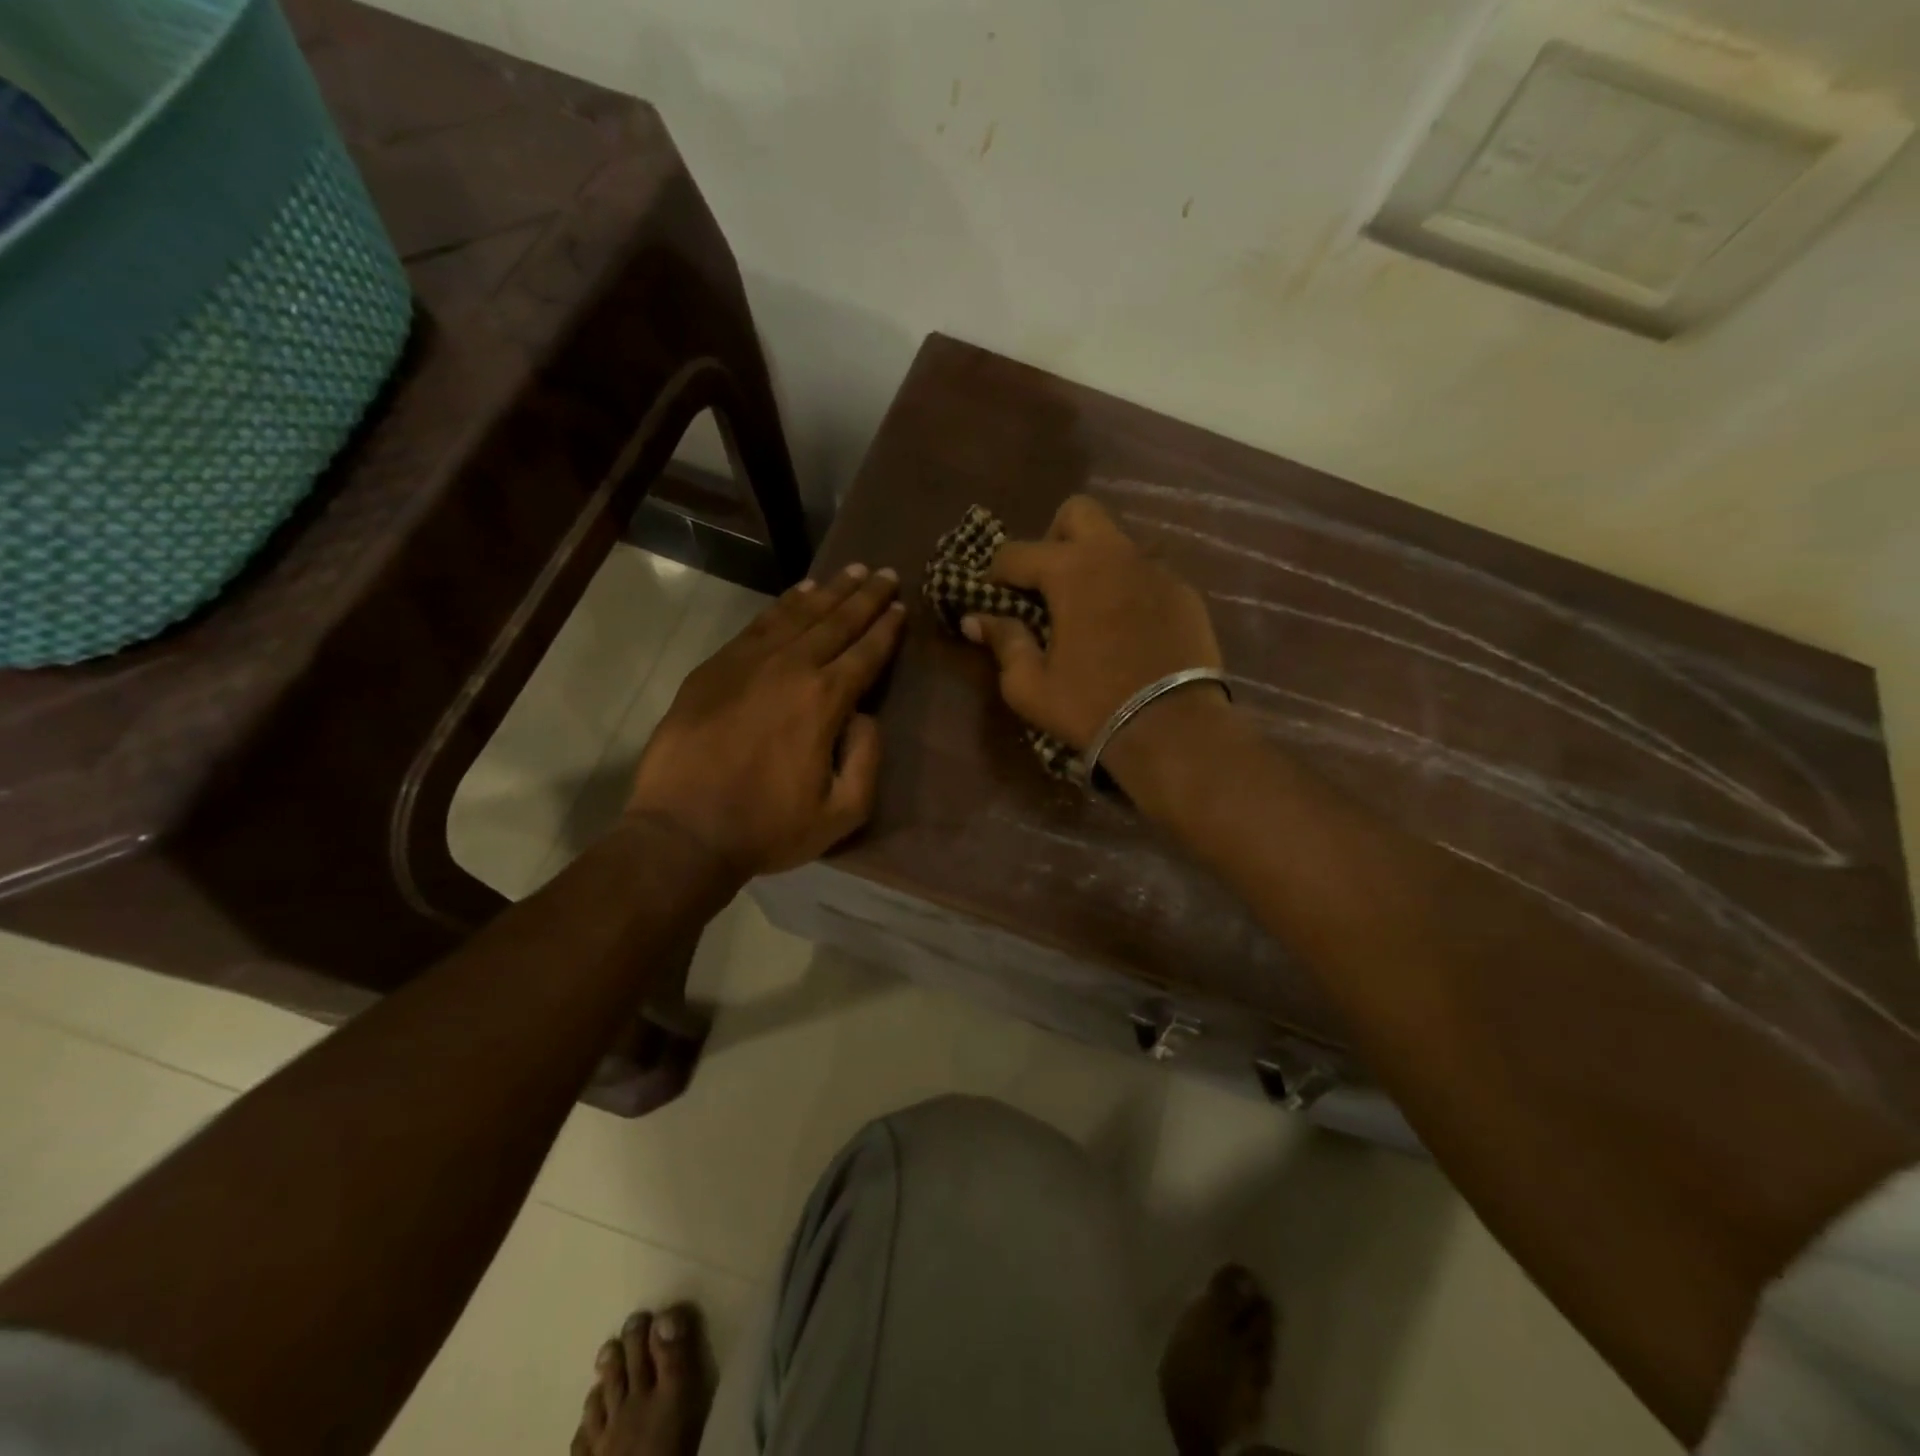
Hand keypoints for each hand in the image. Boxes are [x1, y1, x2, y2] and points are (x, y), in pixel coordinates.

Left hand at [627, 563, 905, 878]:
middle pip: (836, 622)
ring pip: (798, 614)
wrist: (683, 831)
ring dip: (829, 591)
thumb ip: (867, 758)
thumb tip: (865, 715)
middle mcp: (790, 668)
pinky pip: (758, 624)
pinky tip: (800, 592)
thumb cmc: (768, 827)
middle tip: (885, 573)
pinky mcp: (715, 667)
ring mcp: (747, 662)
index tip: (901, 607)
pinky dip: (784, 603)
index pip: (866, 653)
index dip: (887, 629)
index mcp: (824, 700)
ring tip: (850, 571)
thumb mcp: (842, 812)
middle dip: (866, 597)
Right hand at [961, 495, 1226, 754]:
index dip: (995, 574)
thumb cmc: (1091, 706)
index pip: (1017, 552)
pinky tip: (1127, 627)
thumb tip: (975, 619)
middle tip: (1046, 584)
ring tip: (1088, 608)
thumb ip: (1003, 642)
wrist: (1172, 729)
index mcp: (1072, 570)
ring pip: (1117, 542)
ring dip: (1094, 562)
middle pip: (1077, 513)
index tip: (991, 598)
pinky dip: (1128, 588)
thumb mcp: (1030, 685)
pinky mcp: (1185, 593)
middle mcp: (1115, 554)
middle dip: (1053, 539)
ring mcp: (1156, 570)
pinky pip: (1147, 573)